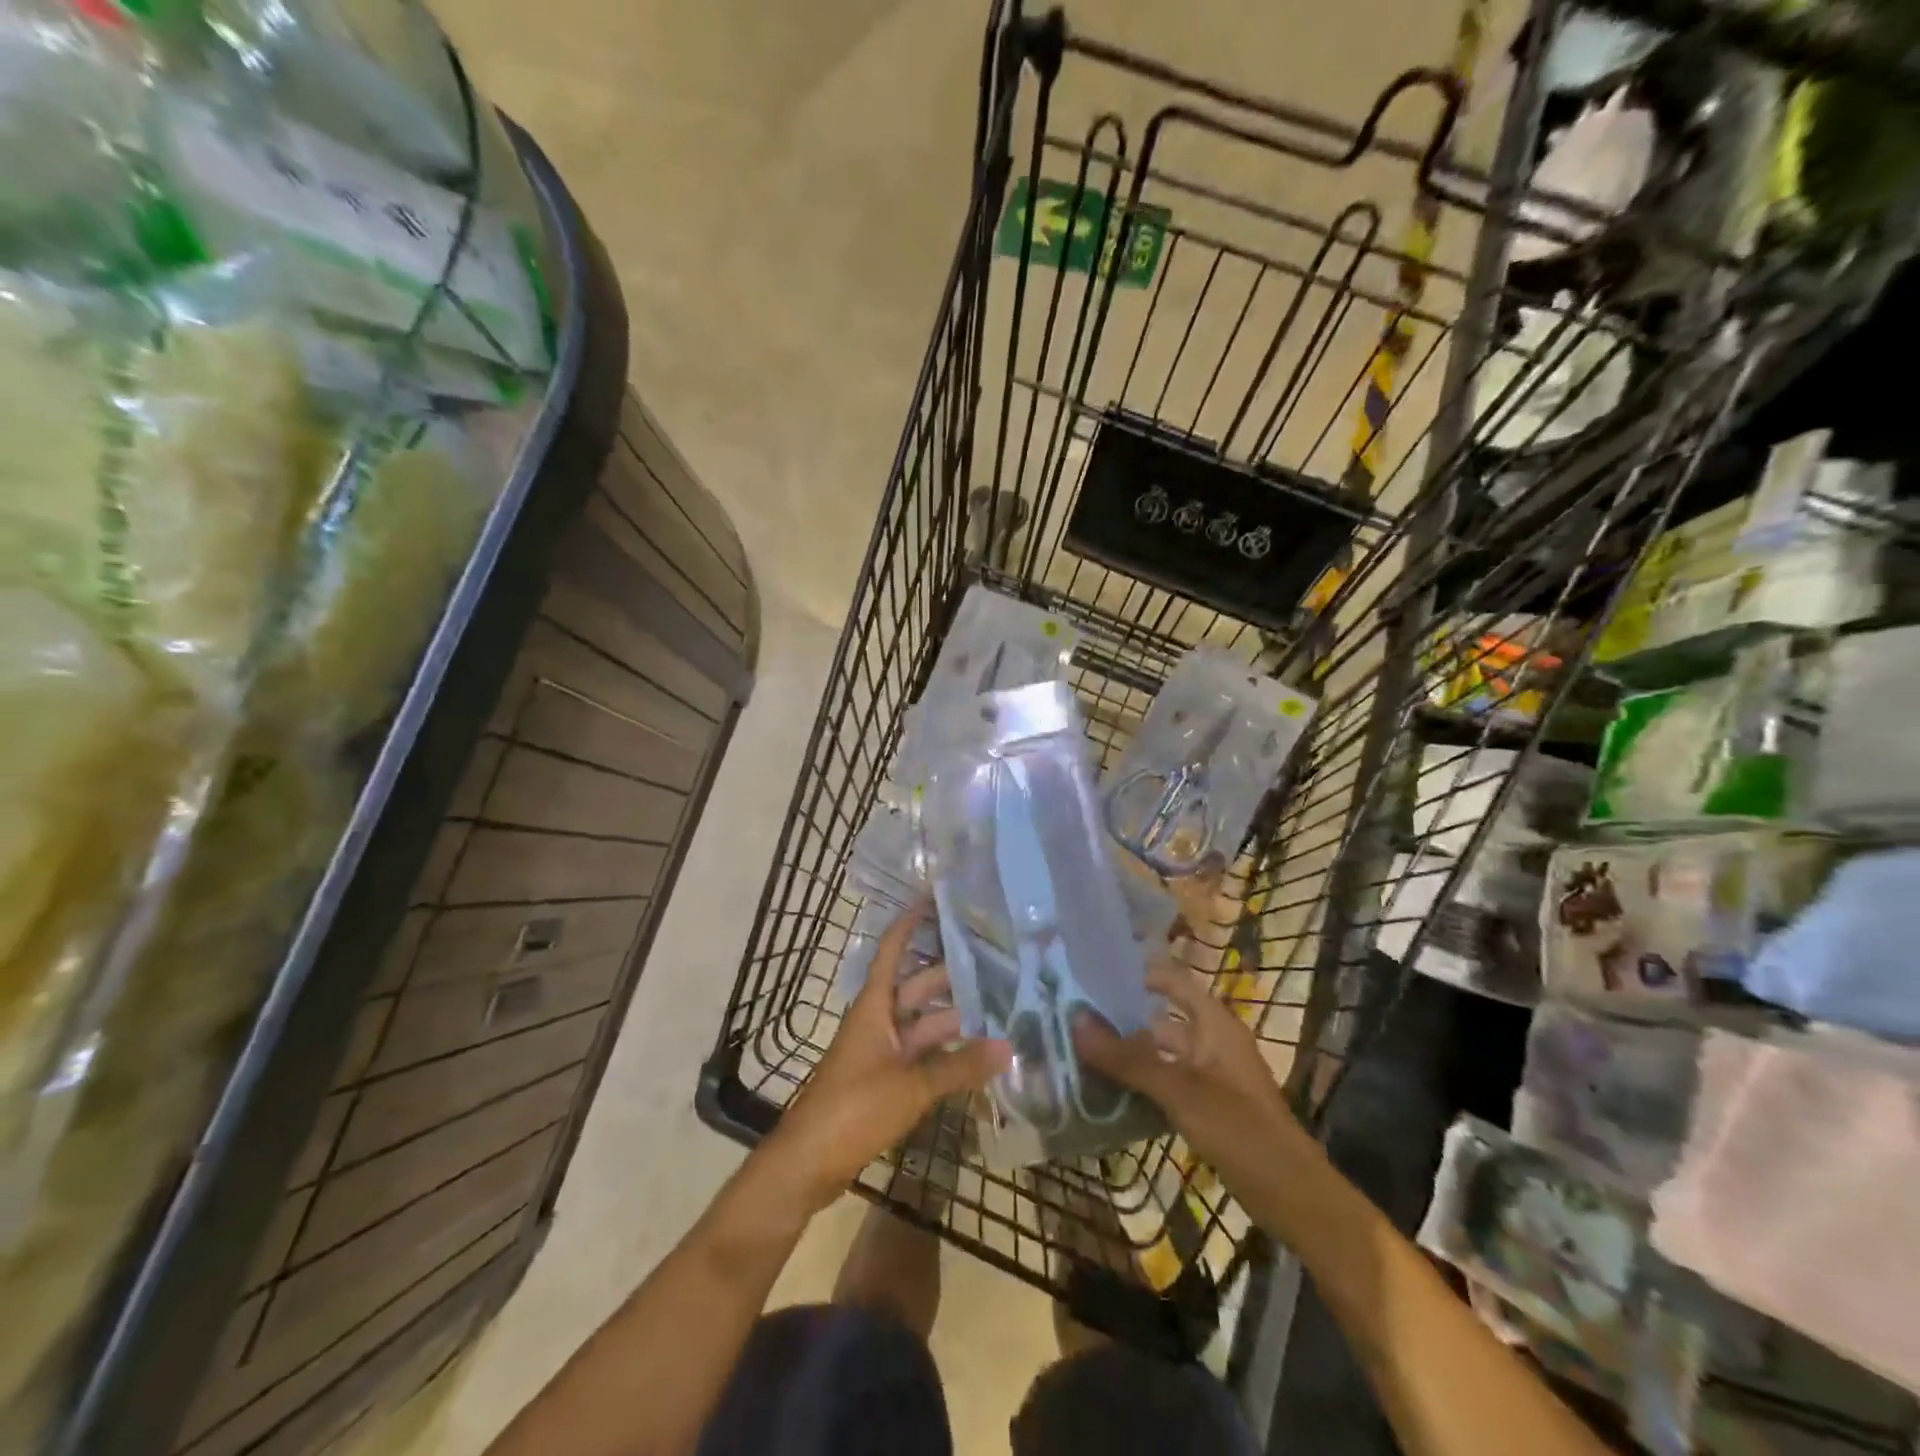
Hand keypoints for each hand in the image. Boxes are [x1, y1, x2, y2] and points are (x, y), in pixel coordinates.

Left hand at [763, 905, 1009, 1214]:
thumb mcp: (910, 1087)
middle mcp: (878, 1021)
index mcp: (874, 1007)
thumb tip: (1009, 1047)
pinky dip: (947, 1054)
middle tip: (996, 963)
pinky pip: (922, 1056)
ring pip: (923, 1025)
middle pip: (917, 988)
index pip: (893, 951)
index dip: (911, 923)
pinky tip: (978, 1055)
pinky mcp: (885, 1082)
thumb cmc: (853, 1110)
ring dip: (955, 1019)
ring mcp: (881, 1053)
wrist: (807, 1163)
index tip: (936, 898)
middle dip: (952, 976)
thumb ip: (960, 1068)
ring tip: (1000, 1009)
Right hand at [1075, 958, 1304, 1186]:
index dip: (1142, 974)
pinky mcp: (1209, 1108)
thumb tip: (1076, 1021)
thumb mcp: (1178, 1091)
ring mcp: (1212, 1078)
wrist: (1291, 1195)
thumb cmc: (1238, 1128)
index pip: (1175, 982)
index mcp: (1214, 1025)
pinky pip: (1169, 1085)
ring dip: (1131, 1056)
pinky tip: (1111, 1094)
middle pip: (1164, 1021)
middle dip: (1125, 1020)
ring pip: (1164, 1056)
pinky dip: (1143, 1085)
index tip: (1098, 974)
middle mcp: (1213, 1043)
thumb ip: (1127, 1058)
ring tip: (1084, 1054)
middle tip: (1077, 1018)